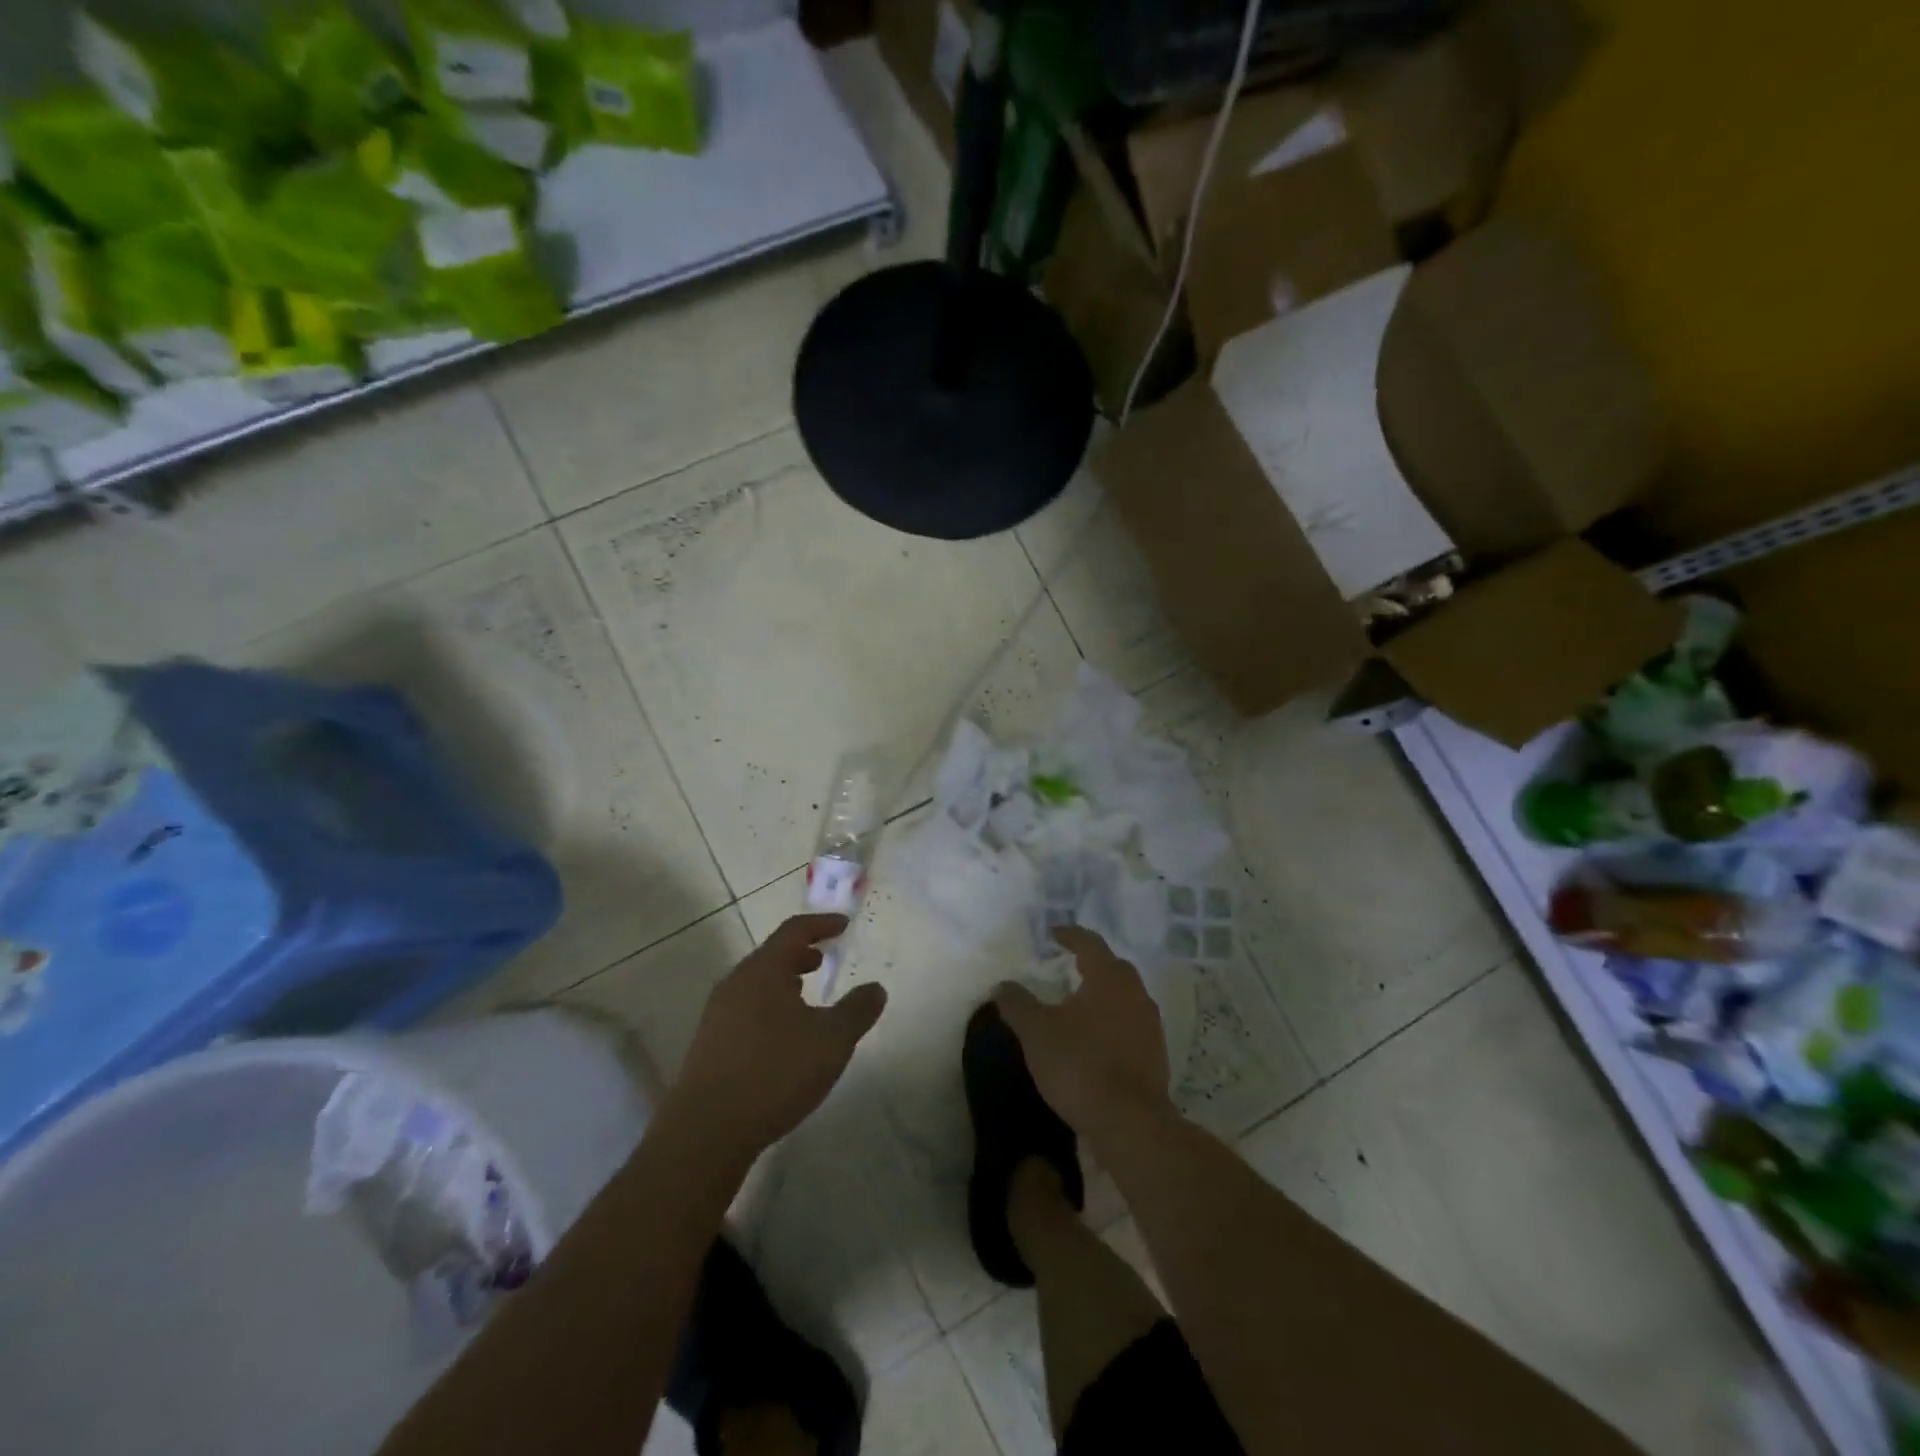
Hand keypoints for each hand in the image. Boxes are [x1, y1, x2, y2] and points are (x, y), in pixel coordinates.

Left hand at [671, 914, 887, 1161]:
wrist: (705, 1132)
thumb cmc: (774, 1073)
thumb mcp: (831, 1041)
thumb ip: (857, 1011)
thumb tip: (876, 989)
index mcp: (763, 971)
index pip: (794, 931)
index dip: (821, 925)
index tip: (843, 925)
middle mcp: (736, 984)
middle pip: (771, 956)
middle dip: (800, 954)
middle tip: (824, 959)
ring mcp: (717, 1015)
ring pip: (756, 984)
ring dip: (783, 982)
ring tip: (806, 995)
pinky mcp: (709, 1045)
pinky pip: (745, 1010)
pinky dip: (769, 1007)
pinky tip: (782, 1036)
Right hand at [994, 926, 1171, 1138]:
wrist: (1130, 1123)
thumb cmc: (1080, 1064)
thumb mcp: (1036, 1032)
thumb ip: (1017, 1004)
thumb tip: (1002, 985)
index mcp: (1109, 978)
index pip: (1090, 944)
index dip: (1070, 936)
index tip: (1054, 934)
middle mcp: (1135, 994)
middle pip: (1113, 968)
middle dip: (1091, 964)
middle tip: (1068, 966)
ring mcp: (1150, 1026)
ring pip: (1125, 997)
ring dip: (1103, 995)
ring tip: (1078, 1005)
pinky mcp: (1156, 1056)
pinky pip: (1131, 1025)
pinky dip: (1112, 1022)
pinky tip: (1095, 1039)